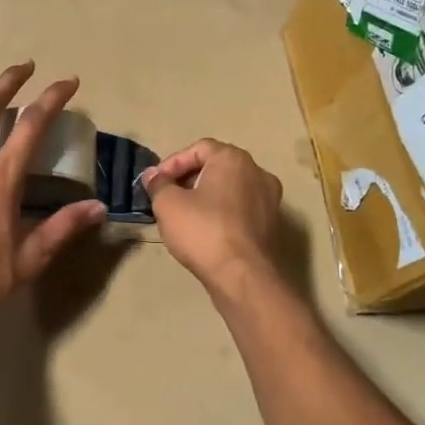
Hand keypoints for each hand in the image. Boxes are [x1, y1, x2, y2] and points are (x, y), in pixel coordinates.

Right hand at [142, 139, 282, 294]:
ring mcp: (269, 199)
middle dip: (188, 179)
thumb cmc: (203, 231)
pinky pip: (240, 208)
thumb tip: (153, 175)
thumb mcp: (168, 204)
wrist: (242, 276)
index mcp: (234, 159)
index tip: (156, 183)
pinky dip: (221, 212)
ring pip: (229, 189)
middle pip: (216, 166)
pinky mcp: (271, 224)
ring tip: (182, 215)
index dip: (173, 163)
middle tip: (167, 197)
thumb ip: (158, 183)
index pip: (199, 148)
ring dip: (204, 196)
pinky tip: (204, 231)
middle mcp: (257, 172)